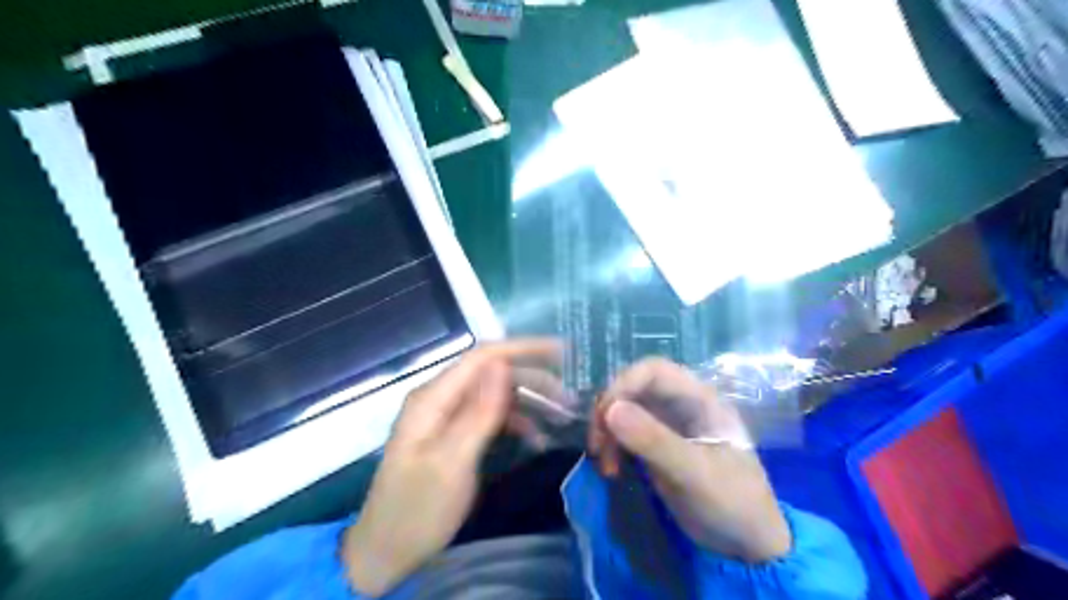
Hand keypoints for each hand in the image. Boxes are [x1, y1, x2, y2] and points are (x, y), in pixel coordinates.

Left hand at [345, 337, 561, 595]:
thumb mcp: (452, 462)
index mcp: (433, 398)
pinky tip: (537, 437)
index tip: (561, 352)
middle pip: (491, 373)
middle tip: (568, 397)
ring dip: (528, 402)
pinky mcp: (453, 434)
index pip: (482, 357)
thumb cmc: (418, 509)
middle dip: (531, 379)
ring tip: (561, 416)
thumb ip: (478, 412)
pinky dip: (514, 422)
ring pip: (494, 395)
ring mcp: (446, 416)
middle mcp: (439, 398)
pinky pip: (489, 417)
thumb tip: (503, 364)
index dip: (523, 349)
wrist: (386, 551)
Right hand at [591, 358, 791, 563]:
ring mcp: (669, 425)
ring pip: (625, 410)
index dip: (624, 384)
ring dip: (607, 432)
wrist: (747, 544)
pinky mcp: (657, 445)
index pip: (653, 371)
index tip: (605, 416)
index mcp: (699, 398)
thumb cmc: (731, 501)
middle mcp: (681, 404)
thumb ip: (654, 440)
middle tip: (598, 445)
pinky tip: (611, 468)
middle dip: (610, 411)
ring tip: (605, 466)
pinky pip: (625, 433)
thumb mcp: (693, 472)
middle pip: (634, 388)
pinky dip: (612, 446)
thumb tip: (609, 409)